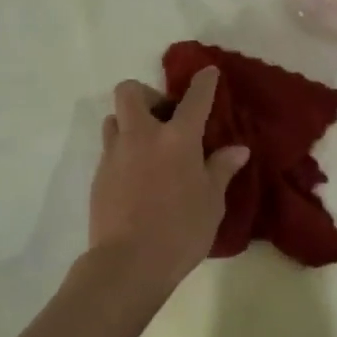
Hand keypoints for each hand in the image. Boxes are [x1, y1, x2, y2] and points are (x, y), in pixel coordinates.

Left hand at [87, 68, 250, 294]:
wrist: (128, 264)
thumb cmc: (181, 231)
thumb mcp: (212, 202)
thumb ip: (221, 169)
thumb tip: (237, 149)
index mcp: (178, 138)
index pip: (194, 99)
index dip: (203, 82)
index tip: (207, 72)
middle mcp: (143, 136)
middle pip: (130, 91)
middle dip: (146, 95)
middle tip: (163, 117)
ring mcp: (115, 154)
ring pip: (114, 119)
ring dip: (129, 123)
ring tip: (147, 147)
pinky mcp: (98, 175)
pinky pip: (110, 149)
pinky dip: (123, 151)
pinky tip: (137, 176)